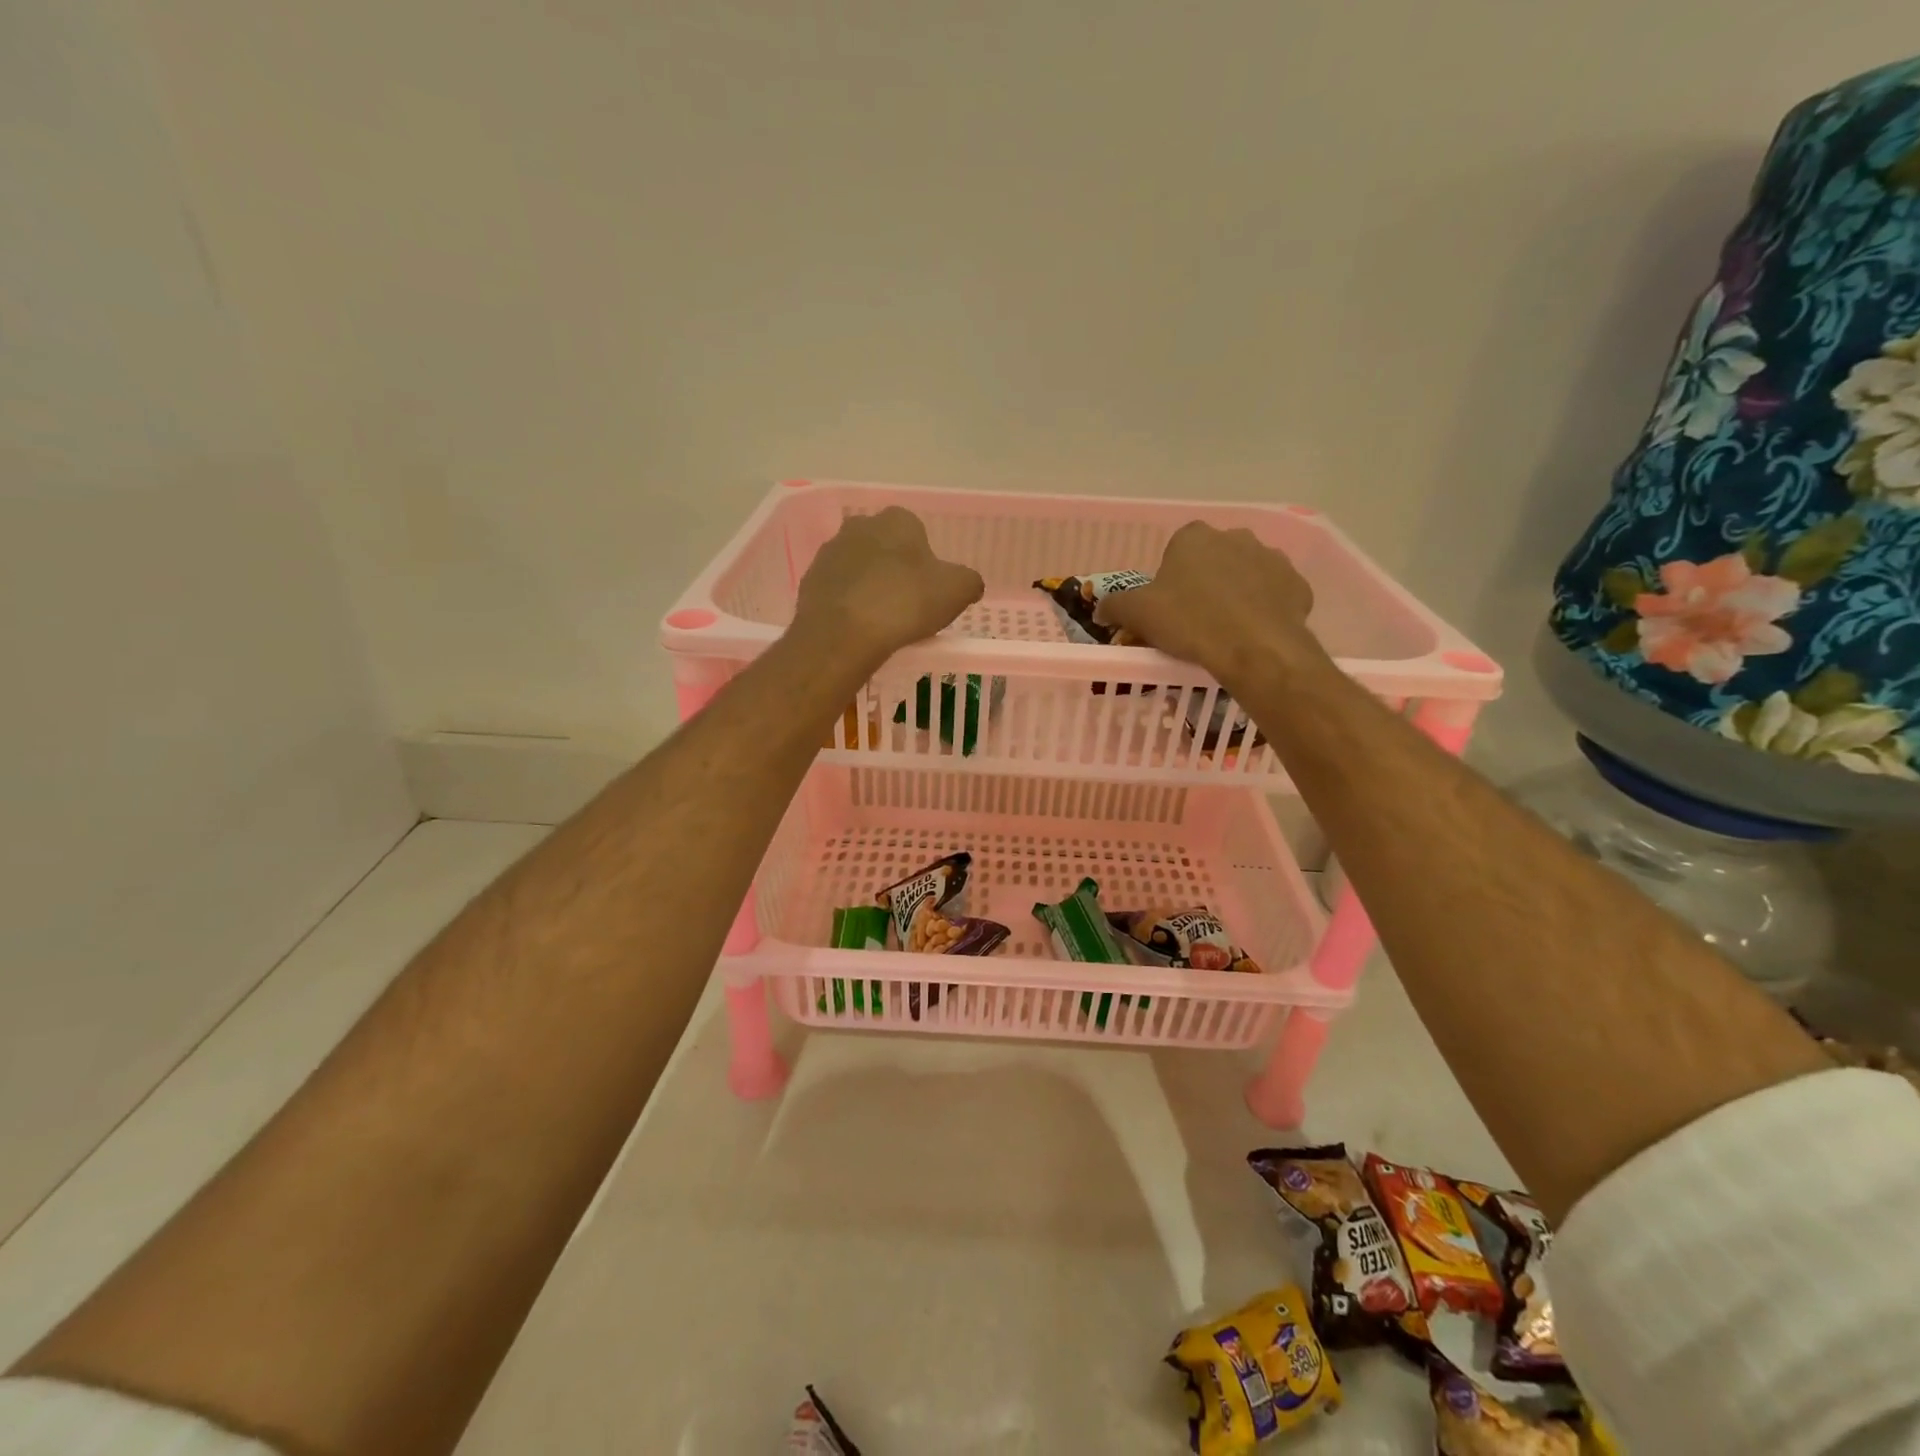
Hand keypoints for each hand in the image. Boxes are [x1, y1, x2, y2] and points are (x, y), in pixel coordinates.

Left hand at [790, 507, 984, 669]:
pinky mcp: (810, 581)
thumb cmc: (905, 602)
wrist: (843, 633)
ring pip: (859, 567)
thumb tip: (969, 584)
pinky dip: (849, 604)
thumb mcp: (957, 591)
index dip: (926, 561)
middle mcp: (860, 526)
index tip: (930, 589)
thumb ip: (969, 581)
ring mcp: (830, 552)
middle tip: (908, 604)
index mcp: (897, 519)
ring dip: (870, 586)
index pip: (917, 532)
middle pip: (885, 547)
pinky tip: (858, 628)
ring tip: (882, 620)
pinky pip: (838, 590)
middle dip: (895, 569)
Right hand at [1095, 522, 1319, 687]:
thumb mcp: (1137, 614)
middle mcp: (1236, 536)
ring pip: (1246, 575)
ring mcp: (1272, 558)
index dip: (1169, 579)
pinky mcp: (1298, 585)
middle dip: (1205, 582)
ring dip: (1236, 594)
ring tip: (1225, 630)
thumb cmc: (1189, 622)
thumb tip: (1100, 609)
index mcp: (1194, 536)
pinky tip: (1252, 634)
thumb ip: (1114, 606)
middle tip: (1193, 619)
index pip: (1176, 550)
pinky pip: (1274, 595)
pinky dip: (1264, 609)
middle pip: (1213, 559)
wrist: (1254, 648)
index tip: (1167, 606)